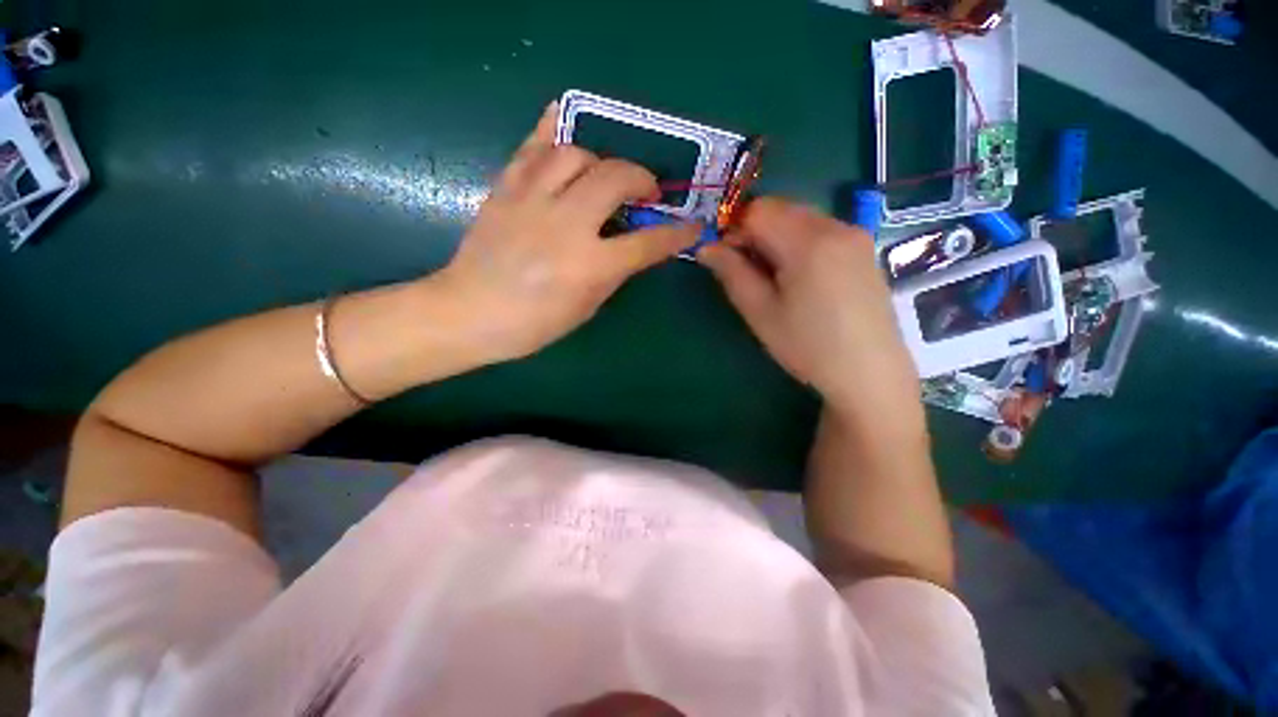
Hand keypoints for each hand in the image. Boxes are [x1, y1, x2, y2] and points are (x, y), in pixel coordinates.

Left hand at [432, 103, 699, 361]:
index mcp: (589, 266)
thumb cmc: (533, 324)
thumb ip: (613, 273)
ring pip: (576, 153)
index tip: (691, 227)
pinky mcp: (505, 188)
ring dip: (600, 160)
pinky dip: (552, 131)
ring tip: (602, 177)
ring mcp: (532, 200)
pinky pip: (532, 146)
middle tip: (645, 191)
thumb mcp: (585, 307)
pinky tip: (563, 126)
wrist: (468, 312)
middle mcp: (565, 225)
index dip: (676, 234)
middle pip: (615, 178)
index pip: (647, 243)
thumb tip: (632, 246)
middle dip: (641, 178)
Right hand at [699, 198, 920, 422]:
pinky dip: (798, 242)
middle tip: (747, 271)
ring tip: (774, 278)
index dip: (734, 229)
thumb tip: (706, 247)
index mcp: (808, 242)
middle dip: (755, 232)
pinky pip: (821, 230)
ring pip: (800, 218)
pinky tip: (800, 278)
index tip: (726, 259)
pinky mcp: (864, 248)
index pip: (758, 210)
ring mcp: (855, 235)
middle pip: (781, 208)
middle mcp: (836, 226)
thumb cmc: (808, 346)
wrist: (870, 374)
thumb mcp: (761, 312)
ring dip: (776, 237)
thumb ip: (732, 273)